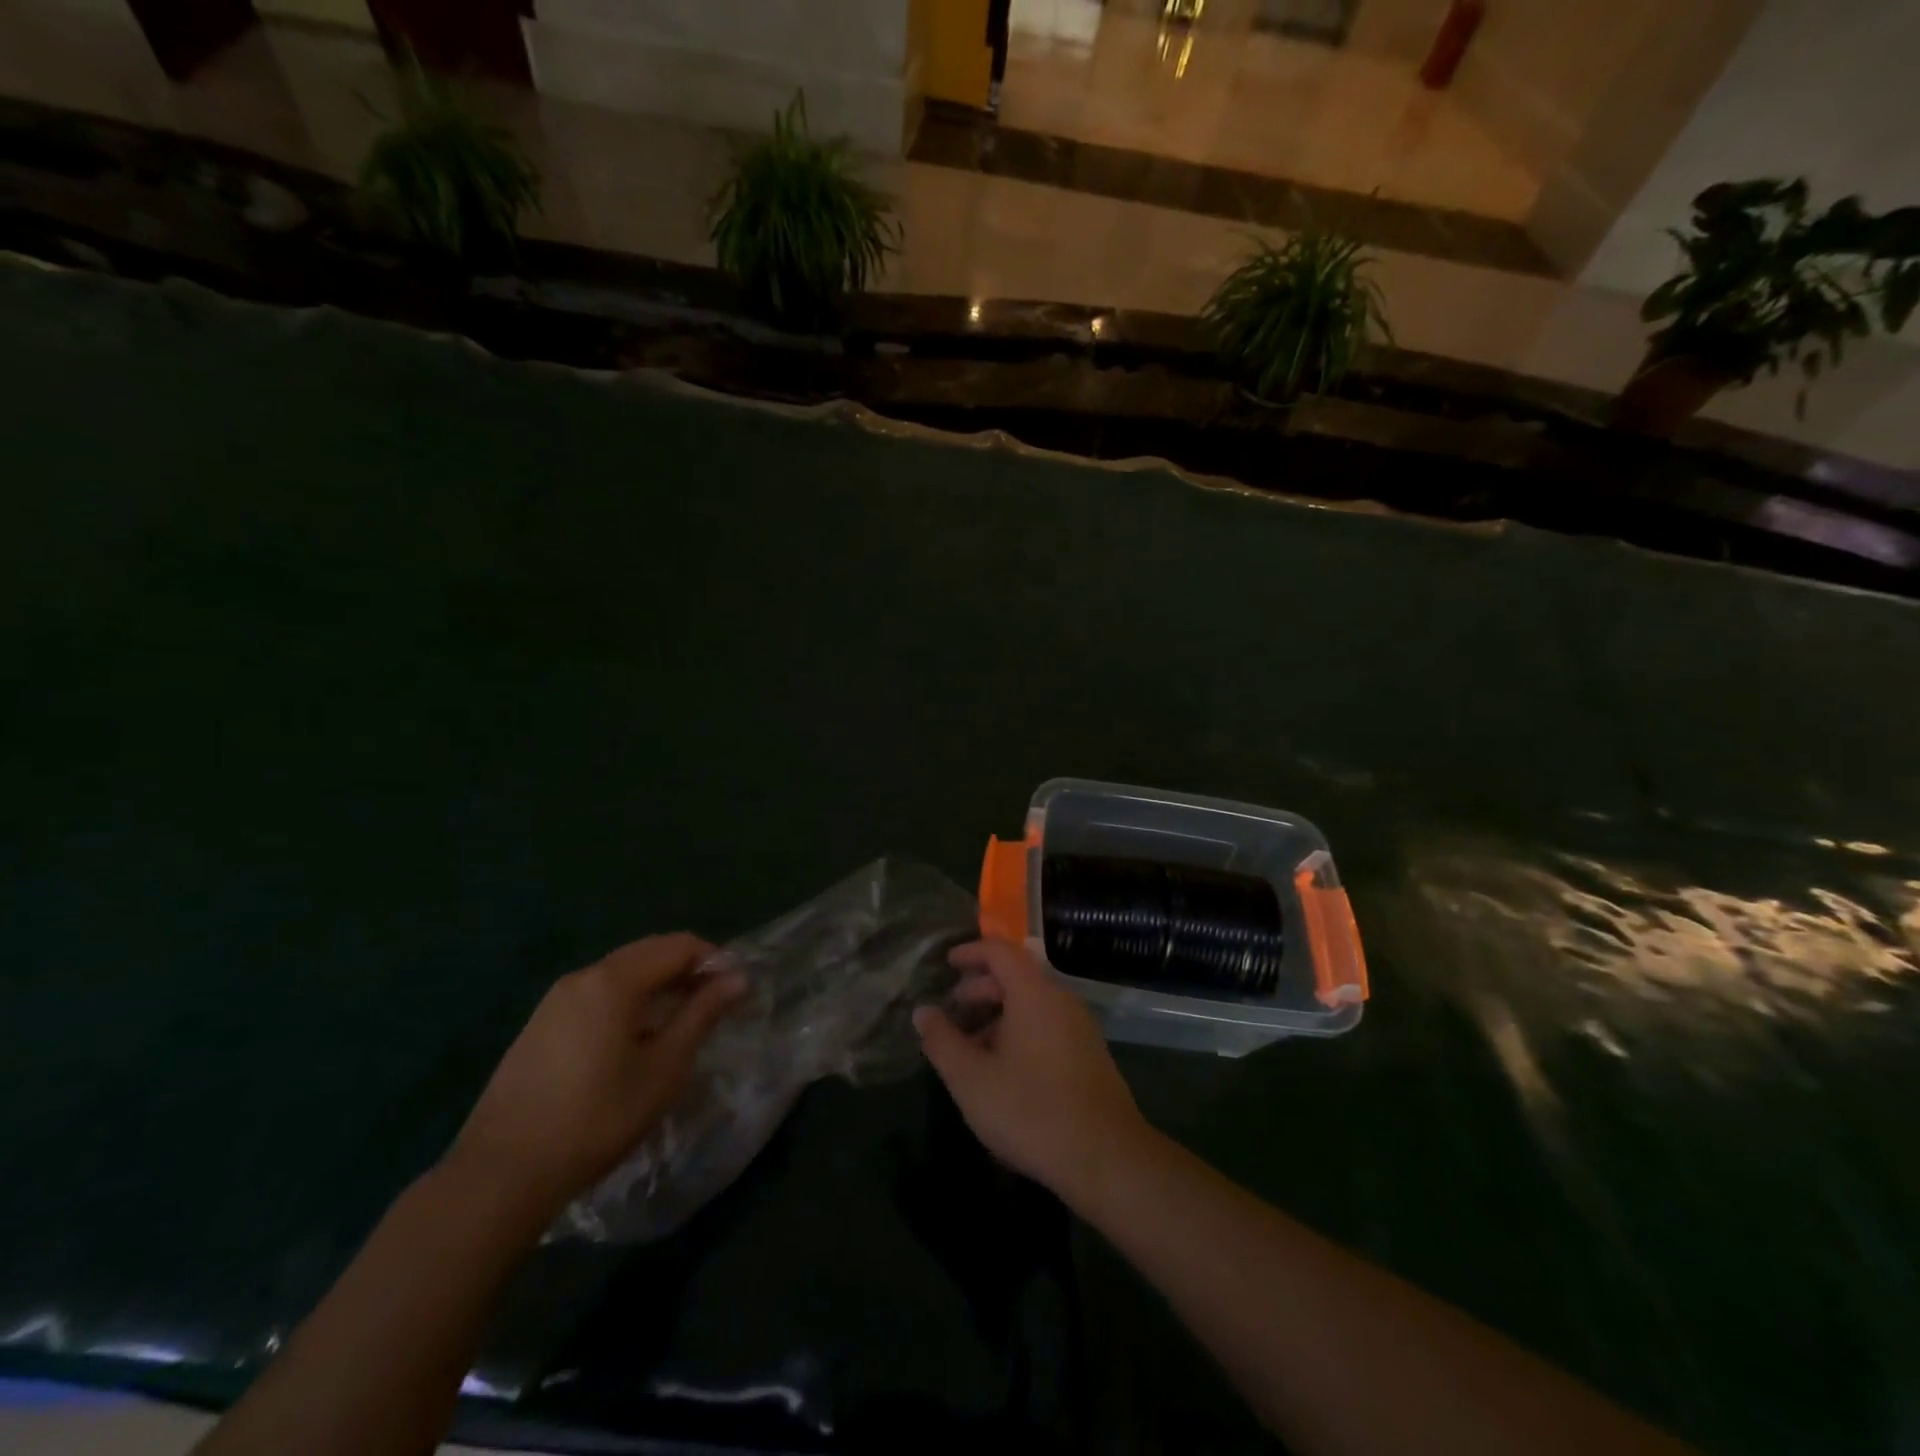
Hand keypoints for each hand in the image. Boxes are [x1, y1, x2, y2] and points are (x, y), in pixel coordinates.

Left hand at [445, 932, 746, 1230]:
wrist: (501, 1174)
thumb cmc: (597, 1117)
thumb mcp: (664, 1067)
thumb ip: (702, 1014)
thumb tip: (738, 977)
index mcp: (613, 980)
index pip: (678, 946)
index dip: (714, 960)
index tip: (735, 992)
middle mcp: (582, 977)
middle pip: (648, 953)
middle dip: (687, 970)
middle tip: (714, 1005)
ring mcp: (555, 1001)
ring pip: (621, 974)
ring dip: (658, 986)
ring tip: (679, 1024)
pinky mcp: (539, 1026)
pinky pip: (596, 996)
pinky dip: (627, 1002)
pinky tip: (634, 1041)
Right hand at [914, 939, 1149, 1208]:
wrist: (1107, 1158)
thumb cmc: (1031, 1111)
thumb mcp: (971, 1080)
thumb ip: (942, 1041)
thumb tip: (923, 1012)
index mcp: (1034, 994)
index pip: (1000, 952)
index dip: (971, 952)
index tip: (947, 963)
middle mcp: (1061, 1000)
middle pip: (1016, 978)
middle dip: (980, 990)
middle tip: (952, 1015)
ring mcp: (1081, 1028)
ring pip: (1032, 1006)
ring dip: (999, 1017)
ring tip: (972, 1050)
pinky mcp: (1090, 1055)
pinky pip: (1048, 1026)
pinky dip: (1020, 1033)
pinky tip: (1005, 1071)